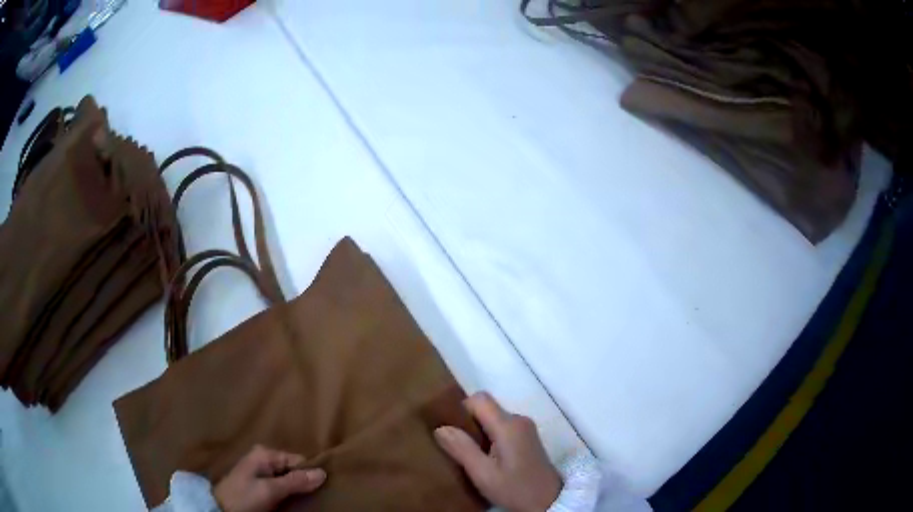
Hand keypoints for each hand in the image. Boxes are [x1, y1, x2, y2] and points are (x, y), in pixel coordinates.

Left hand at [214, 445, 325, 511]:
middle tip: (312, 497)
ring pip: (288, 478)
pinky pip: (280, 484)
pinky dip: (287, 492)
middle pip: (293, 469)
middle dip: (302, 481)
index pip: (298, 460)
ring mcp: (260, 470)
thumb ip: (295, 481)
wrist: (220, 509)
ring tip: (303, 500)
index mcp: (265, 454)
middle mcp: (263, 458)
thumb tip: (323, 472)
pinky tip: (290, 500)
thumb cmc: (244, 497)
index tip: (319, 489)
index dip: (309, 474)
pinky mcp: (258, 482)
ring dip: (295, 488)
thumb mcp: (270, 490)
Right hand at [435, 392, 561, 511]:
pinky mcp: (527, 437)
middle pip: (486, 408)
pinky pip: (502, 428)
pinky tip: (484, 458)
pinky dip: (489, 437)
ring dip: (478, 432)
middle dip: (467, 423)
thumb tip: (440, 428)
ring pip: (493, 418)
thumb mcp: (483, 474)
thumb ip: (462, 449)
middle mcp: (518, 420)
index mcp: (508, 425)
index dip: (461, 409)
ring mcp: (525, 428)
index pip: (479, 399)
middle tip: (455, 446)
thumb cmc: (515, 489)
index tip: (450, 430)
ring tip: (468, 455)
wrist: (548, 502)